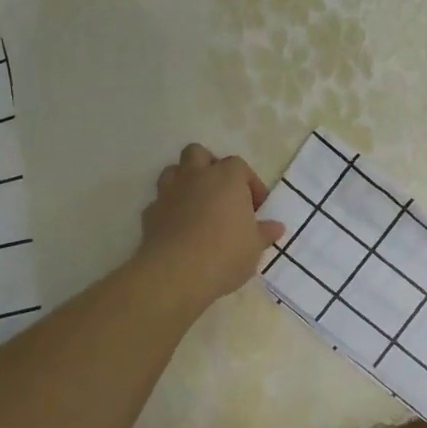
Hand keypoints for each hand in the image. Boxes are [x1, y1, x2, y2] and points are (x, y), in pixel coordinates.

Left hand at [136, 144, 284, 310]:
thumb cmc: (225, 254)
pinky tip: (178, 229)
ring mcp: (169, 192)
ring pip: (173, 171)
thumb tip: (276, 227)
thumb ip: (265, 233)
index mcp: (226, 178)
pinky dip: (169, 210)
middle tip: (221, 193)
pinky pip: (160, 202)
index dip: (249, 184)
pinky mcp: (149, 213)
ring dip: (184, 182)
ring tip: (197, 206)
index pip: (239, 166)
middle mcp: (196, 176)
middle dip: (209, 167)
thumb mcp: (254, 247)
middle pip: (198, 154)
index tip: (256, 208)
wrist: (176, 274)